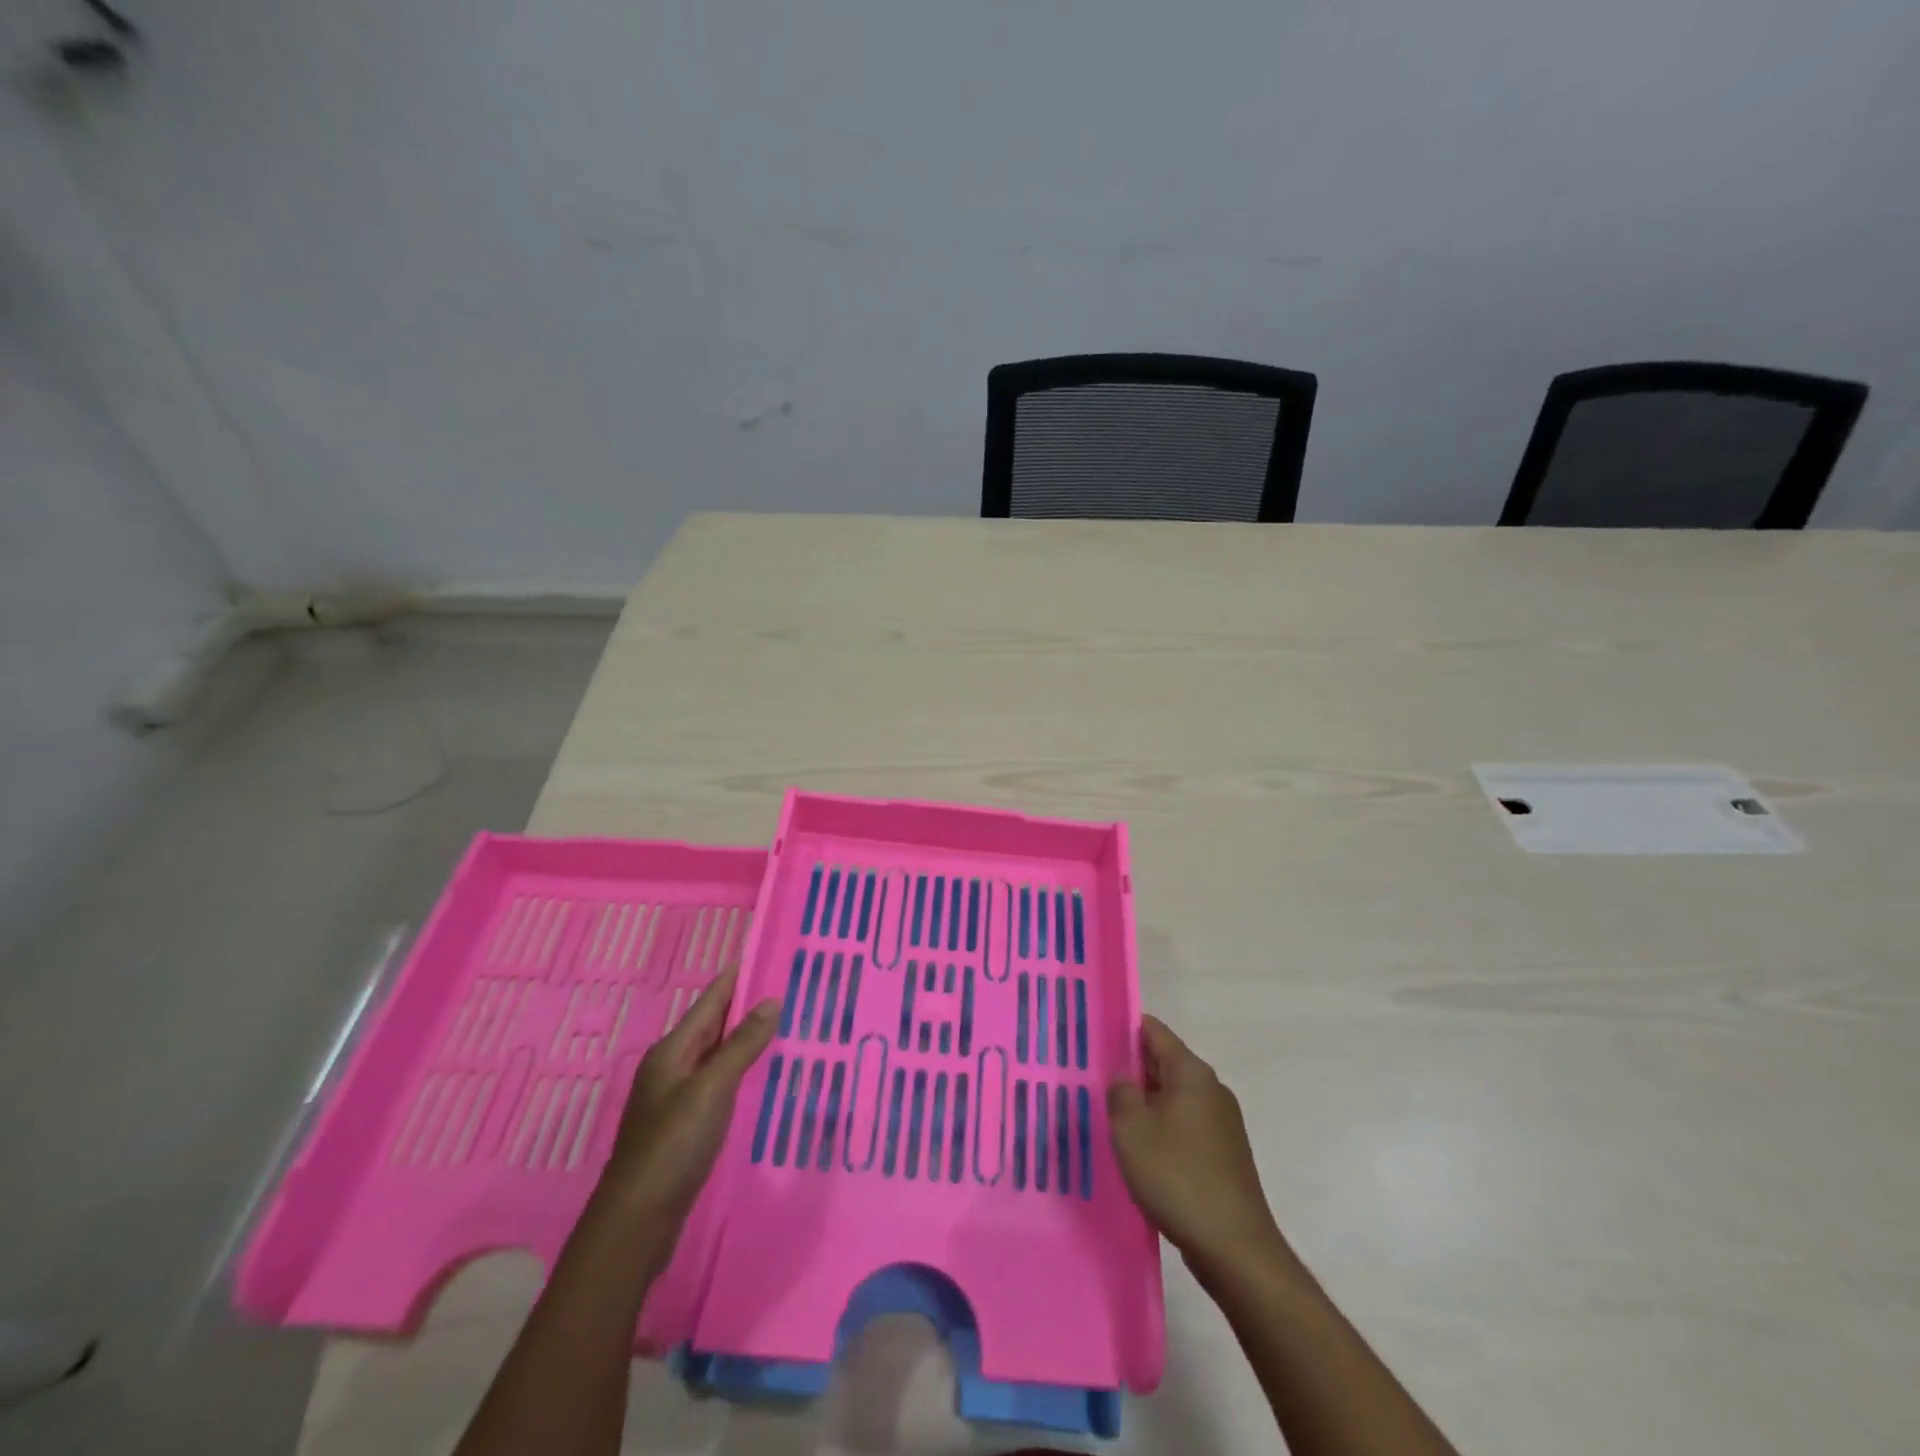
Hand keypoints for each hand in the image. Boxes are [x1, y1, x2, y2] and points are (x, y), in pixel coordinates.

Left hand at [598, 964, 777, 1234]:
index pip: (709, 1003)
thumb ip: (742, 1045)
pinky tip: (756, 1075)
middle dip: (742, 1006)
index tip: (761, 955)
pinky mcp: (682, 1126)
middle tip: (781, 988)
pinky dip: (737, 1070)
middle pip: (710, 1027)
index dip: (734, 979)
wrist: (638, 1219)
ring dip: (741, 1039)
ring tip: (777, 1025)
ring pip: (713, 1055)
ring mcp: (674, 1099)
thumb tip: (771, 1001)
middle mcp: (670, 1068)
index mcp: (671, 1052)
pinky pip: (715, 1083)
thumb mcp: (711, 1089)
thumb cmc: (673, 1145)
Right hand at [1108, 1015, 1291, 1280]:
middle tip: (1091, 1076)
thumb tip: (1124, 1079)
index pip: (1154, 1031)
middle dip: (1130, 1067)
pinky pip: (1183, 1124)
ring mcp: (1221, 1122)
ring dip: (1144, 1101)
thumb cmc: (1177, 1178)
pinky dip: (1160, 1127)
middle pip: (1164, 1062)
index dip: (1123, 1028)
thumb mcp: (1132, 1130)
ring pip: (1172, 1096)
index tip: (1093, 1035)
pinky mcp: (1223, 1153)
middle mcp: (1211, 1088)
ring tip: (1108, 1114)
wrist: (1235, 1248)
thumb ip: (1120, 1093)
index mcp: (1192, 1073)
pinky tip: (1138, 1149)